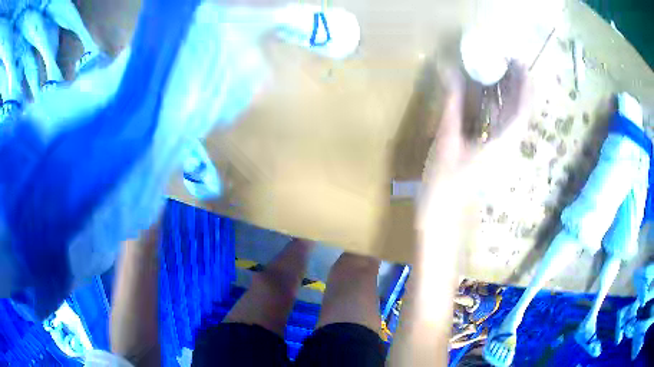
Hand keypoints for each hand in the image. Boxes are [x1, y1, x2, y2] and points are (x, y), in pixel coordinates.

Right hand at [419, 62, 532, 225]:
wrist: (442, 206)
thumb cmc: (444, 177)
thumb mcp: (446, 138)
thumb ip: (451, 103)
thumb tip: (448, 70)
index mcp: (501, 144)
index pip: (522, 111)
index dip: (524, 87)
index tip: (519, 64)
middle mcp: (507, 144)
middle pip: (520, 111)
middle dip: (519, 85)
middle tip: (509, 60)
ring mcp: (501, 147)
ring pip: (512, 115)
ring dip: (510, 92)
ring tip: (501, 68)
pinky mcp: (492, 147)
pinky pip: (501, 120)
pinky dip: (499, 103)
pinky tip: (490, 90)